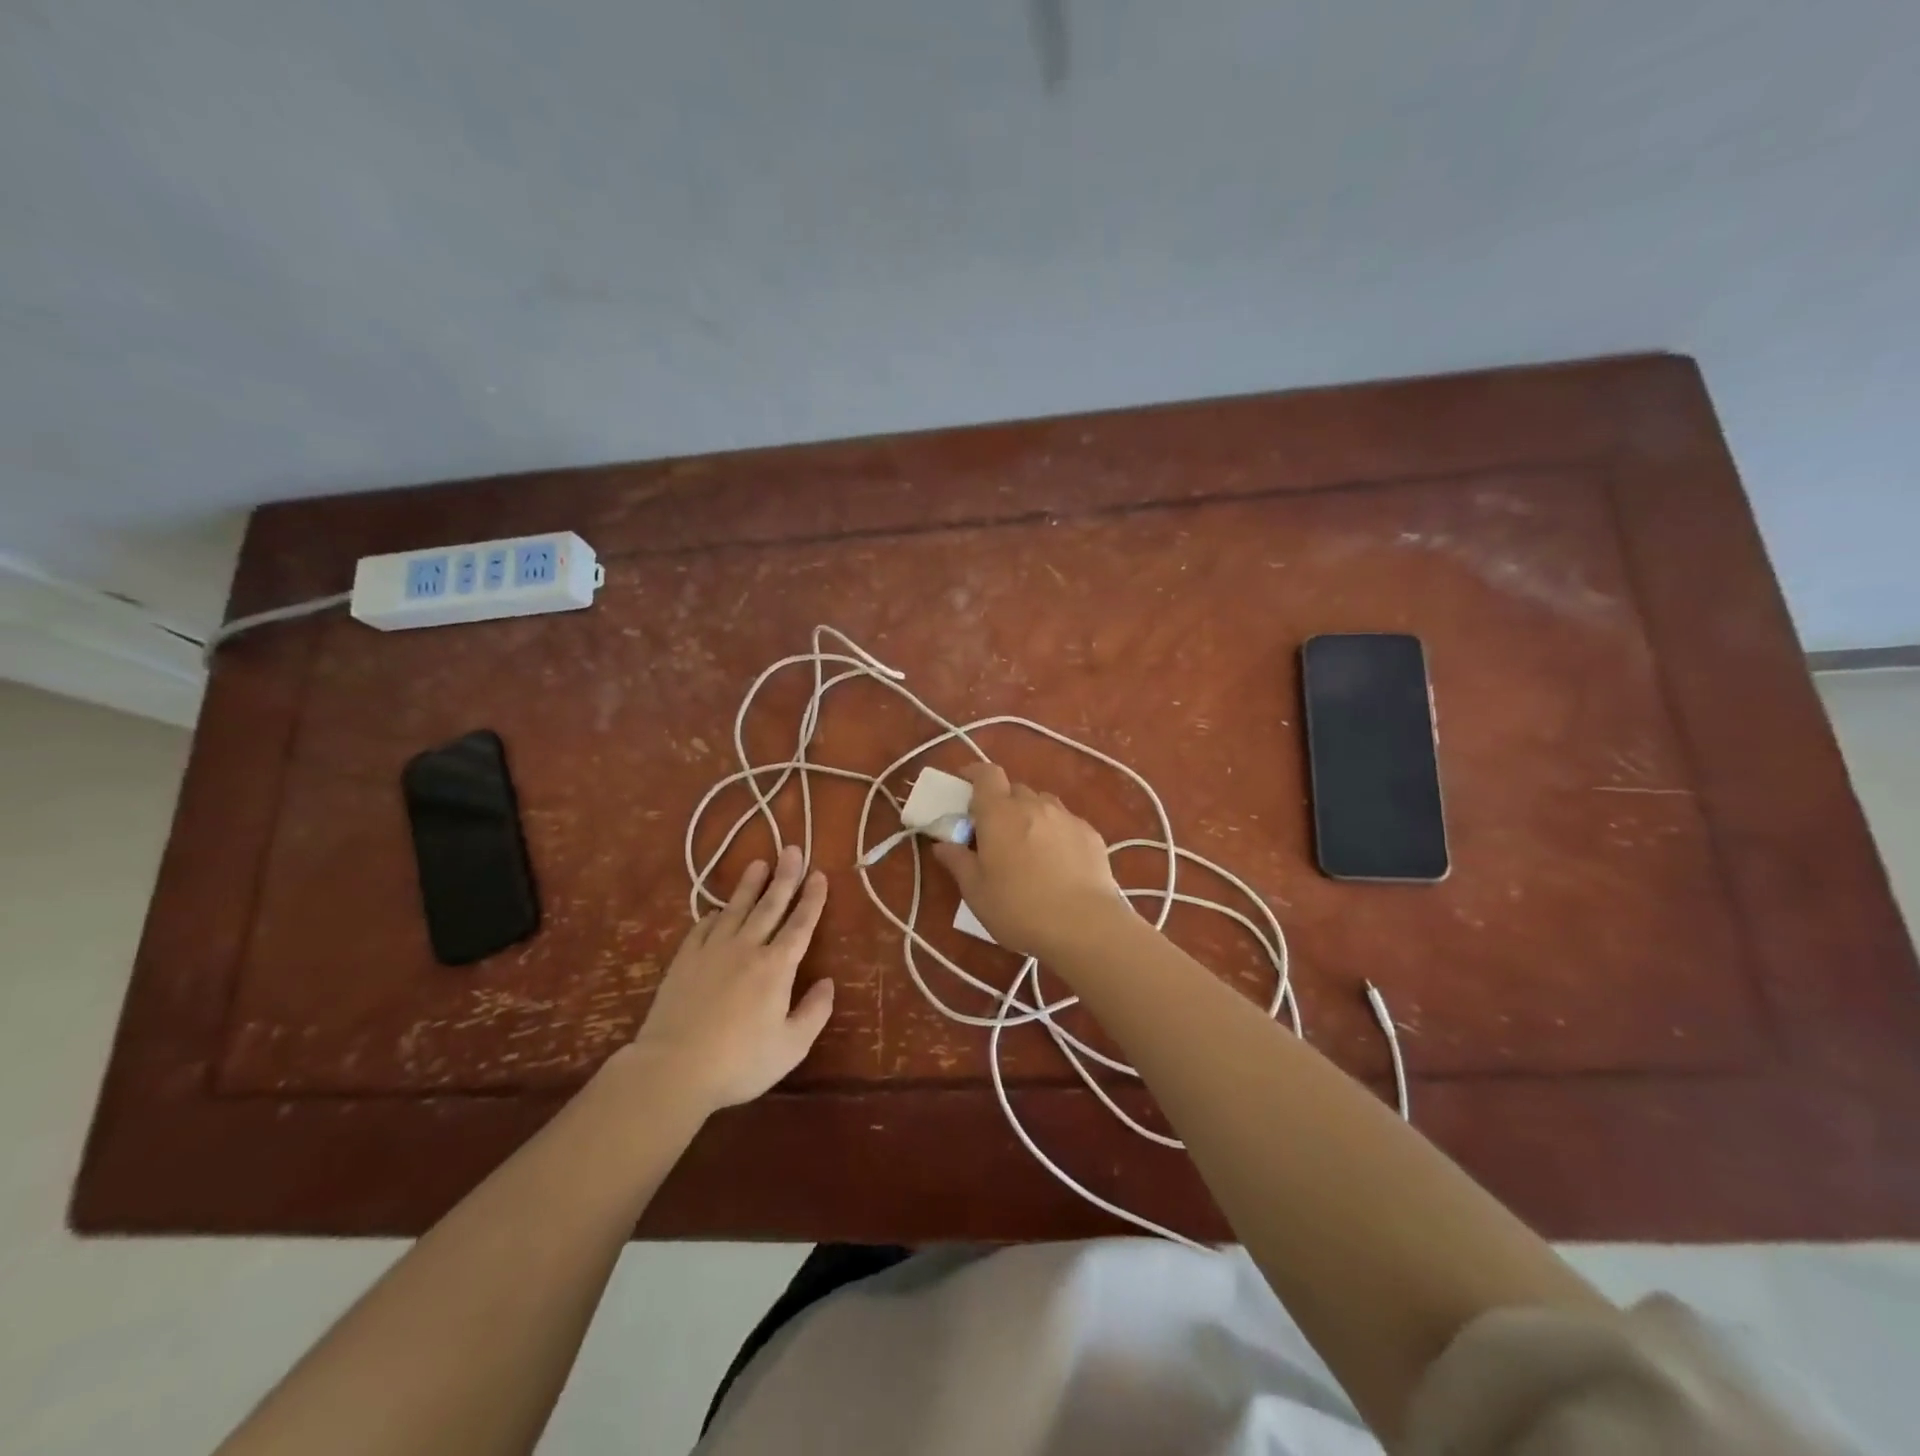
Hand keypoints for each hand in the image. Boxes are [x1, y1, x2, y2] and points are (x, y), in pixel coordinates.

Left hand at [623, 845, 834, 1115]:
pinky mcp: (685, 960)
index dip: (812, 898)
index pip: (800, 924)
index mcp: (777, 967)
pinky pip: (704, 927)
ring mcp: (712, 951)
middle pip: (770, 905)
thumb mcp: (791, 1046)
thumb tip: (828, 983)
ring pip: (736, 908)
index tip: (819, 874)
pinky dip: (715, 914)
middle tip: (792, 850)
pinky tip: (719, 910)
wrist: (673, 1068)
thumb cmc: (739, 1062)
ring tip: (759, 863)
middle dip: (785, 877)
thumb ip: (814, 1012)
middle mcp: (747, 948)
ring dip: (750, 885)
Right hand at [931, 762, 1123, 957]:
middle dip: (1002, 803)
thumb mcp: (976, 891)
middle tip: (995, 831)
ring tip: (1028, 845)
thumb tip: (942, 845)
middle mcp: (1033, 805)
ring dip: (1030, 814)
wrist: (1084, 926)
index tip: (965, 784)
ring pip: (1043, 803)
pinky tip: (1058, 860)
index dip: (975, 774)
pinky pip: (1066, 822)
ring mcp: (1066, 817)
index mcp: (999, 813)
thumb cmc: (1018, 909)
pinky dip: (1056, 831)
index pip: (986, 774)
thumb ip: (958, 862)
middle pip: (1014, 789)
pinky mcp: (1091, 834)